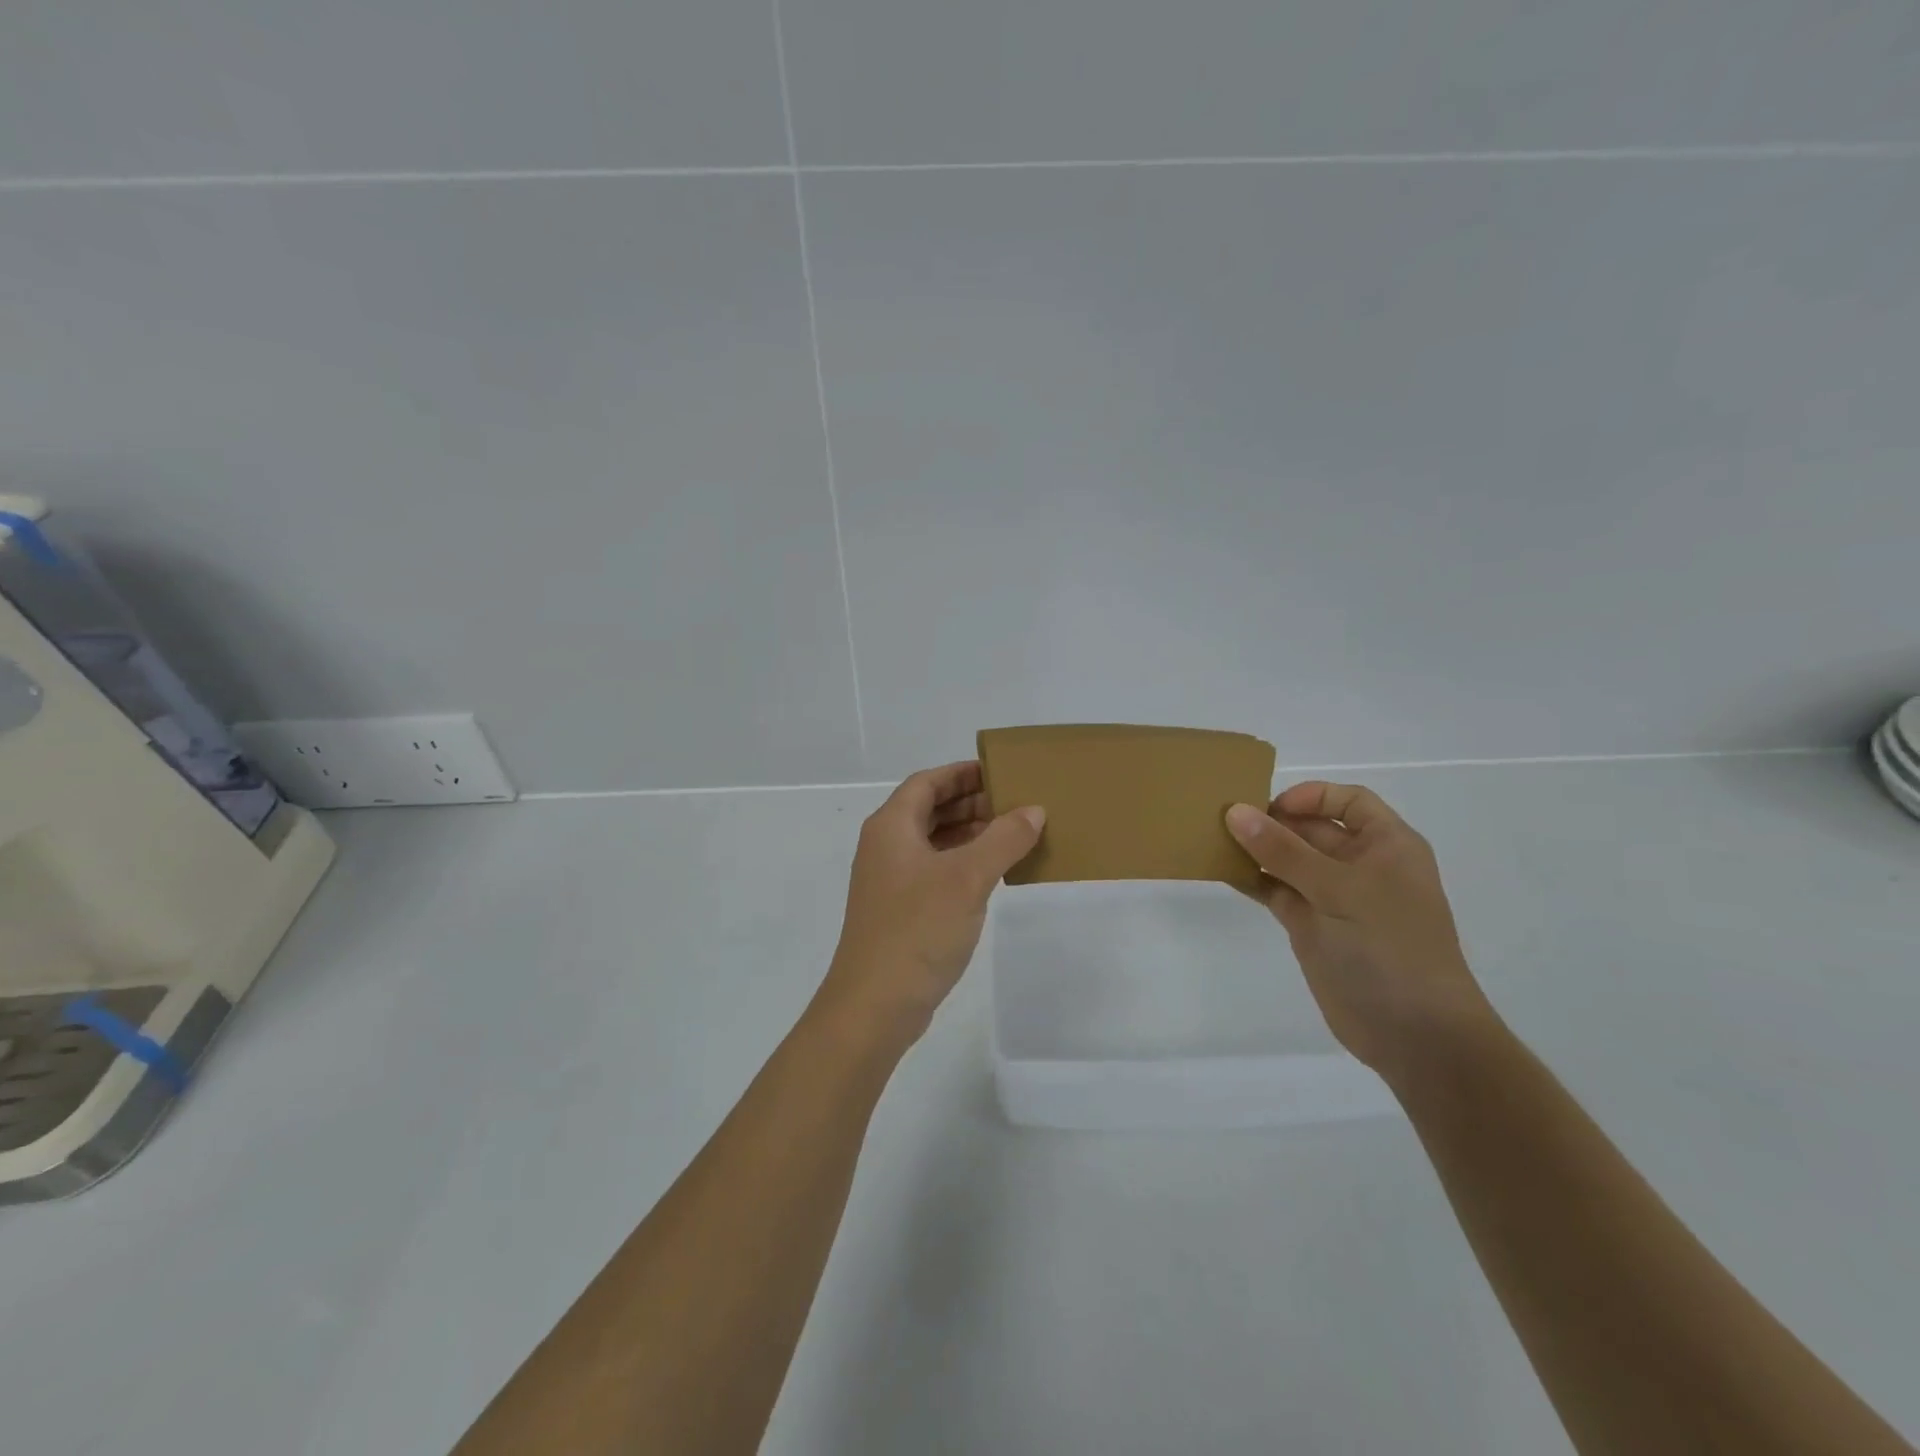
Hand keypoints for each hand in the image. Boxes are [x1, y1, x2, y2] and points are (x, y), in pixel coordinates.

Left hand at [814, 762, 1044, 1048]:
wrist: (875, 1005)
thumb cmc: (918, 929)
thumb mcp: (968, 878)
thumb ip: (1004, 839)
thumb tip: (1033, 810)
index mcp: (891, 827)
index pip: (928, 782)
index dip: (962, 773)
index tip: (1001, 772)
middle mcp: (886, 846)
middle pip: (930, 809)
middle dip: (971, 803)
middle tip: (1016, 804)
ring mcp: (891, 881)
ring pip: (934, 842)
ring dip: (970, 834)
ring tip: (1014, 834)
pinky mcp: (900, 910)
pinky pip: (935, 871)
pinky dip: (963, 863)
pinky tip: (994, 873)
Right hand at [1225, 782, 1497, 1082]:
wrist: (1413, 1034)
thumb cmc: (1390, 949)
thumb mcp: (1339, 891)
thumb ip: (1284, 851)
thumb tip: (1236, 812)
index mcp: (1387, 846)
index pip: (1348, 801)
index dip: (1311, 796)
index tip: (1270, 808)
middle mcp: (1360, 865)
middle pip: (1312, 827)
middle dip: (1271, 821)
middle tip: (1222, 819)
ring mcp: (1333, 897)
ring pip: (1288, 859)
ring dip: (1256, 849)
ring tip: (1212, 840)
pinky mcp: (1310, 926)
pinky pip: (1276, 891)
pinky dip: (1252, 879)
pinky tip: (1221, 871)